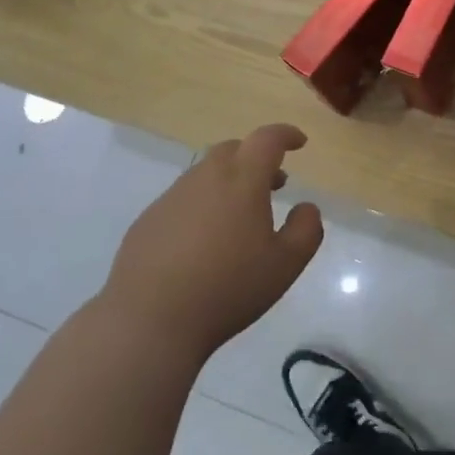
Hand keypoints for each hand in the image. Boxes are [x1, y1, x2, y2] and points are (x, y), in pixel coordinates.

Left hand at [98, 125, 322, 362]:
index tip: (299, 142)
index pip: (266, 140)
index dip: (285, 135)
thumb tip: (306, 207)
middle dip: (256, 158)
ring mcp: (171, 198)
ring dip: (229, 182)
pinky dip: (203, 205)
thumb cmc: (228, 288)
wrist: (150, 319)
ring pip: (206, 174)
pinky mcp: (148, 220)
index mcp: (242, 181)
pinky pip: (183, 199)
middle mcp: (204, 178)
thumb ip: (306, 229)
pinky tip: (205, 241)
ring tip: (241, 215)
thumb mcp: (285, 264)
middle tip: (274, 183)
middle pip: (233, 150)